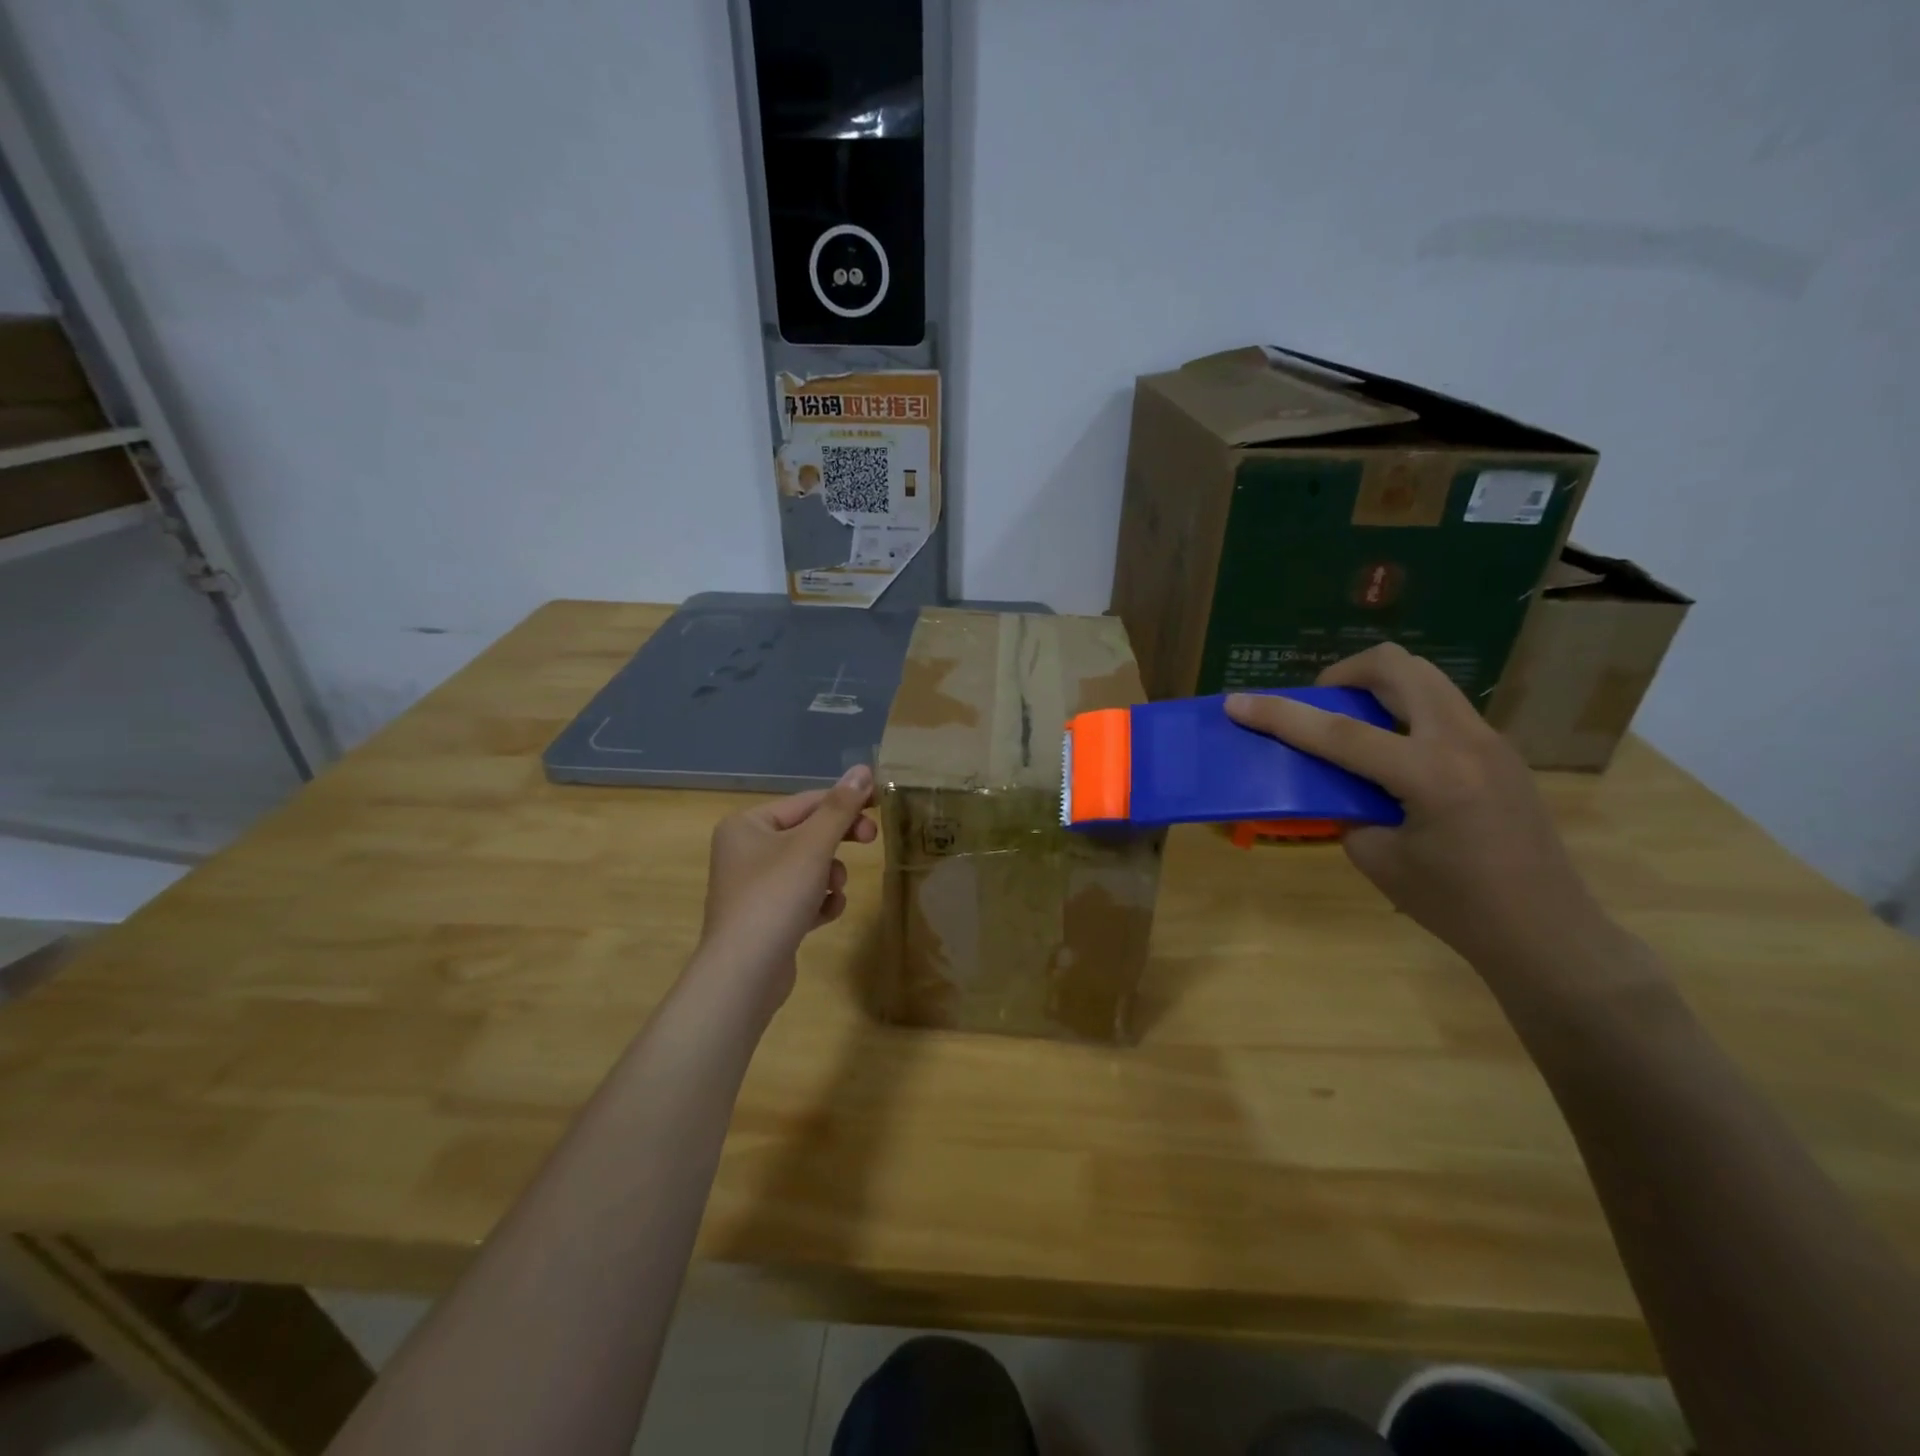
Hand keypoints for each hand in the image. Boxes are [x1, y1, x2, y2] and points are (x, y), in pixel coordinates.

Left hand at [694, 765, 877, 1013]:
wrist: (744, 973)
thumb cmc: (775, 897)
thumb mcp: (813, 846)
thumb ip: (840, 807)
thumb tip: (862, 769)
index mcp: (747, 825)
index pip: (806, 802)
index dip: (845, 801)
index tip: (880, 806)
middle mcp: (745, 850)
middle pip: (807, 833)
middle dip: (838, 841)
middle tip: (871, 839)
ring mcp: (753, 886)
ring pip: (808, 866)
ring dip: (829, 875)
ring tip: (833, 890)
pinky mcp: (765, 917)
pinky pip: (801, 896)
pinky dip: (819, 901)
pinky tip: (824, 914)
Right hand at [1226, 645, 1617, 978]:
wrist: (1547, 931)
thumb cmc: (1455, 906)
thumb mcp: (1379, 859)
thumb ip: (1347, 807)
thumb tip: (1335, 781)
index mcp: (1430, 775)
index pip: (1339, 732)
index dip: (1280, 715)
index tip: (1237, 702)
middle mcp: (1463, 741)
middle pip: (1396, 667)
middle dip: (1345, 674)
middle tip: (1321, 704)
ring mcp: (1488, 739)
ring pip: (1424, 678)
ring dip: (1377, 687)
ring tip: (1353, 724)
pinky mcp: (1498, 749)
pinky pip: (1440, 705)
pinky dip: (1403, 711)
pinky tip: (1392, 754)